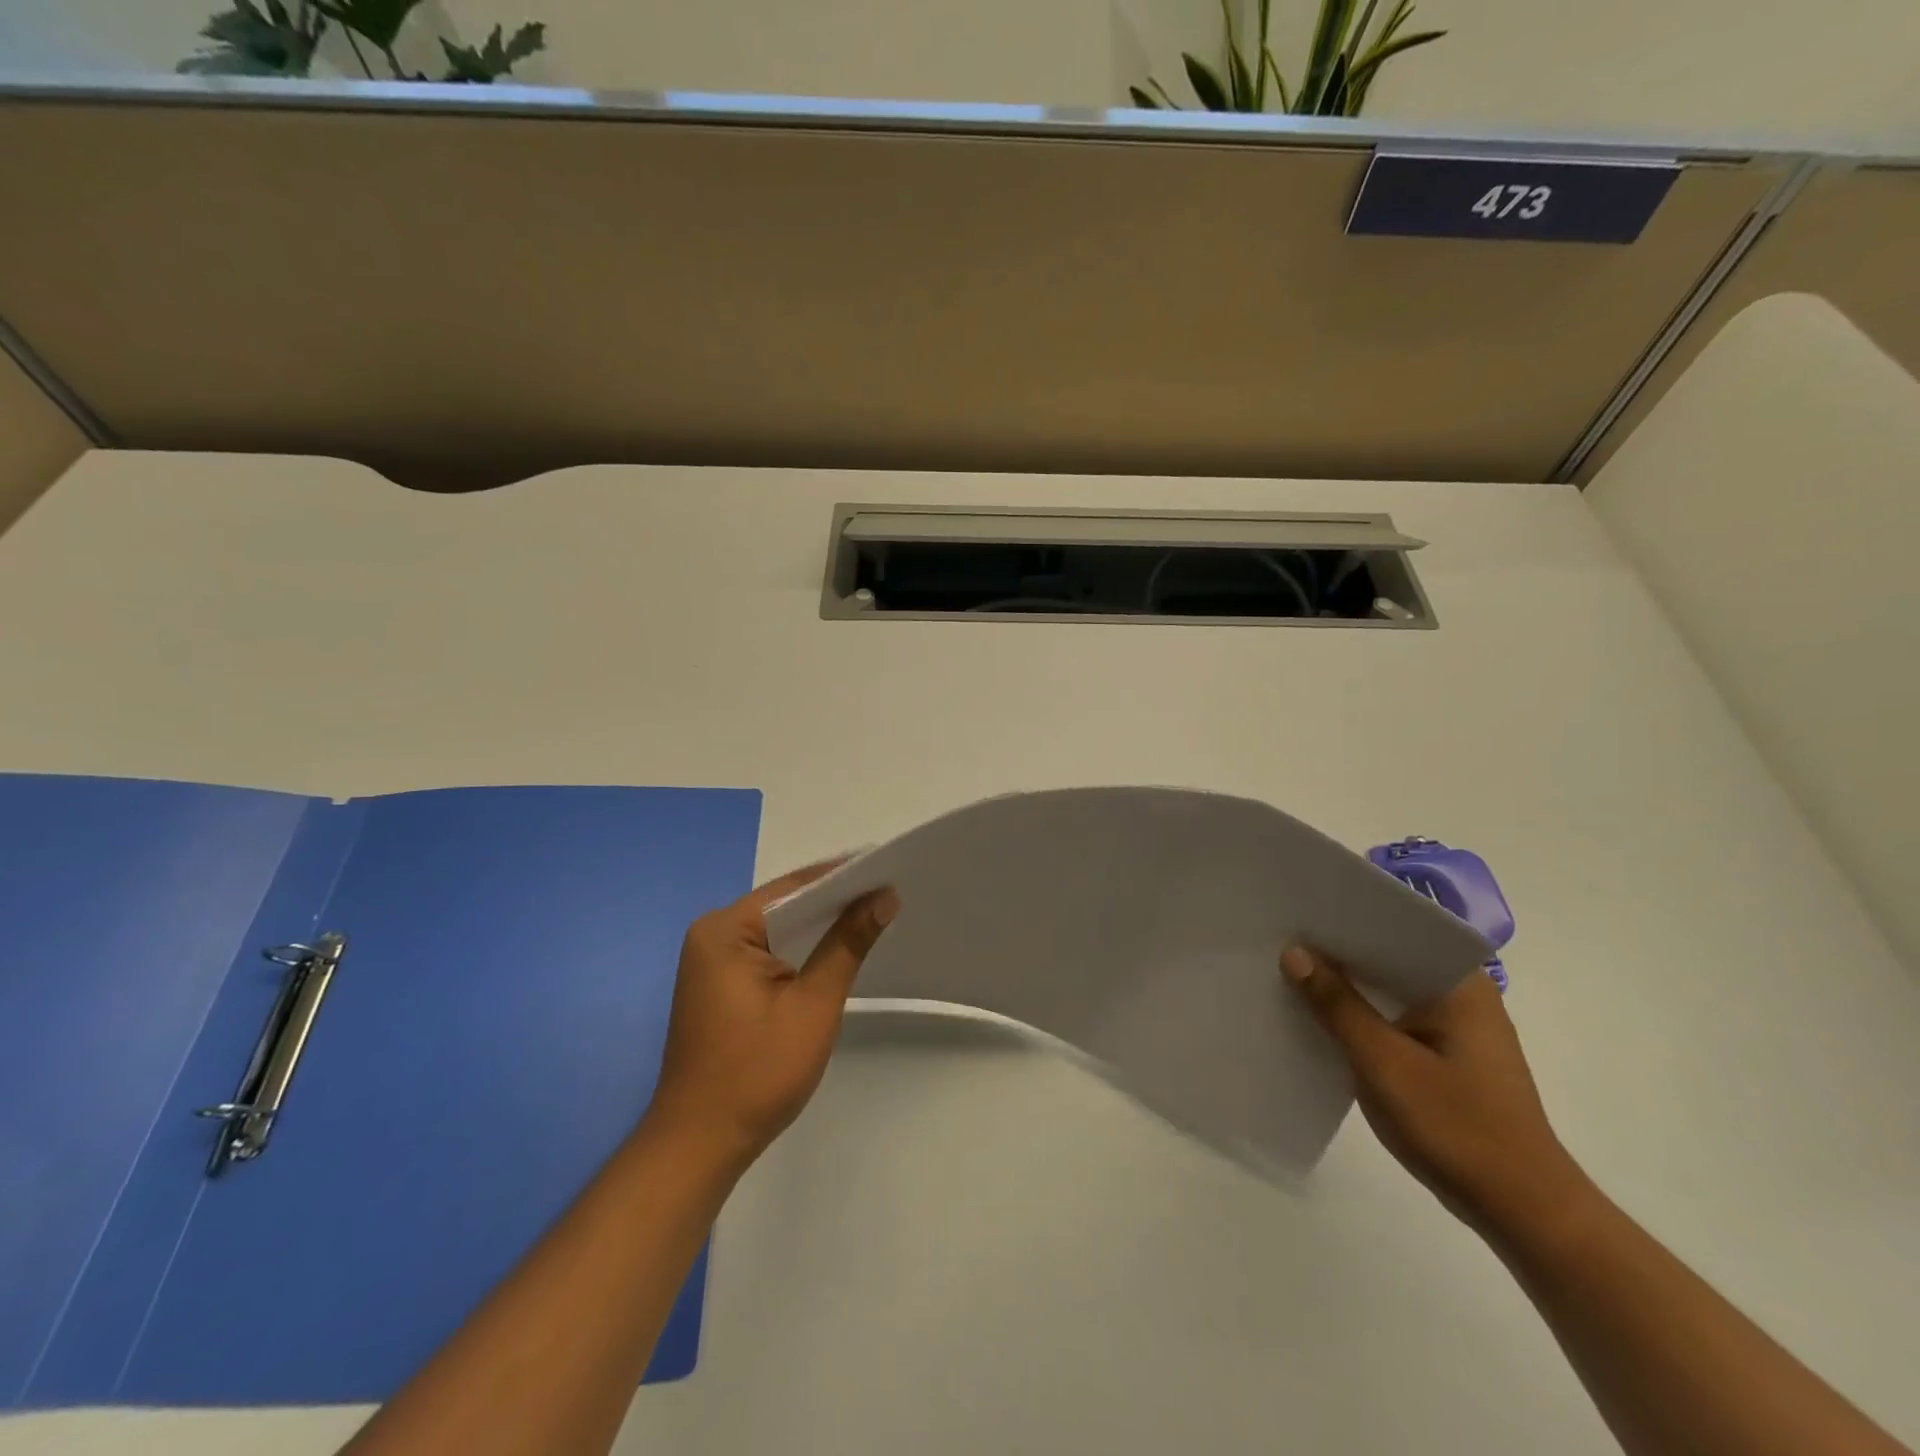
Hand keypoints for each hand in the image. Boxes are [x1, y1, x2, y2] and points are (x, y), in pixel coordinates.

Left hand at [644, 862, 900, 1174]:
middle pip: (785, 904)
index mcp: (725, 929)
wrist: (699, 1146)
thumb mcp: (813, 1004)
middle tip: (889, 892)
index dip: (843, 877)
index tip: (888, 868)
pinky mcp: (719, 985)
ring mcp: (712, 961)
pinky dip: (801, 950)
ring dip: (820, 927)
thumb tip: (884, 897)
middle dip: (835, 901)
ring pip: (778, 929)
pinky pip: (767, 952)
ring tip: (874, 914)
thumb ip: (848, 944)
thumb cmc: (757, 1072)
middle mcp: (712, 934)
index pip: (794, 887)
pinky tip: (835, 950)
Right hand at [1282, 945, 1591, 1241]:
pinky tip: (1320, 1020)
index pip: (1392, 929)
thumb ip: (1337, 1006)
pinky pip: (1392, 1019)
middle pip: (1386, 959)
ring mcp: (1454, 1026)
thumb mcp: (1384, 1063)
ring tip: (1287, 973)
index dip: (1340, 921)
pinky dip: (1360, 1018)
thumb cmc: (1457, 1128)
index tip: (1292, 915)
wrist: (1522, 1212)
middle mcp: (1461, 993)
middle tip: (1277, 940)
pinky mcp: (1445, 1054)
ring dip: (1345, 989)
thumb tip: (1293, 952)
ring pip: (1387, 991)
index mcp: (1459, 982)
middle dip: (1336, 955)